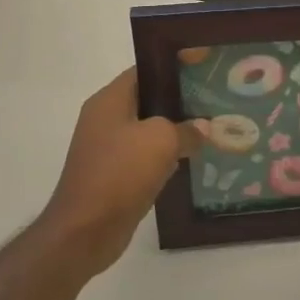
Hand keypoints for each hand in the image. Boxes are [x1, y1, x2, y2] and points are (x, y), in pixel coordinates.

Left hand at [39, 69, 206, 277]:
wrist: (85, 230)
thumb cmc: (120, 173)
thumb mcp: (161, 141)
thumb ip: (185, 129)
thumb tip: (202, 128)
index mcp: (110, 101)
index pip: (144, 71)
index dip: (173, 68)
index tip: (203, 70)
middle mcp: (105, 120)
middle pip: (148, 101)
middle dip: (180, 102)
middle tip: (214, 101)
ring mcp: (108, 150)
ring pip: (149, 132)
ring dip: (175, 133)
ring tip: (210, 130)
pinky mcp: (114, 176)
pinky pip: (145, 159)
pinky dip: (166, 159)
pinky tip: (192, 161)